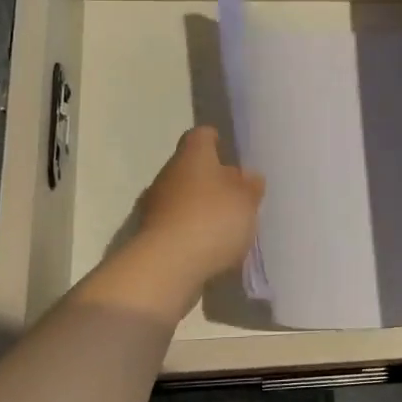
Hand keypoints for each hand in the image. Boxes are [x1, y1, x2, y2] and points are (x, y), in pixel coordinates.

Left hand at [133, 126, 264, 285]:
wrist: (167, 265)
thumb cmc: (212, 219)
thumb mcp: (246, 201)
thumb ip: (250, 186)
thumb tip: (248, 176)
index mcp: (192, 156)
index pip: (201, 136)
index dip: (214, 140)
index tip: (226, 148)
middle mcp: (169, 174)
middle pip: (190, 167)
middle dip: (210, 178)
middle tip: (235, 193)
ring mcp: (155, 206)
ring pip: (182, 197)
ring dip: (200, 206)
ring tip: (226, 224)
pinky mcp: (151, 235)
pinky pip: (177, 225)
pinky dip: (192, 231)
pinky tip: (210, 245)